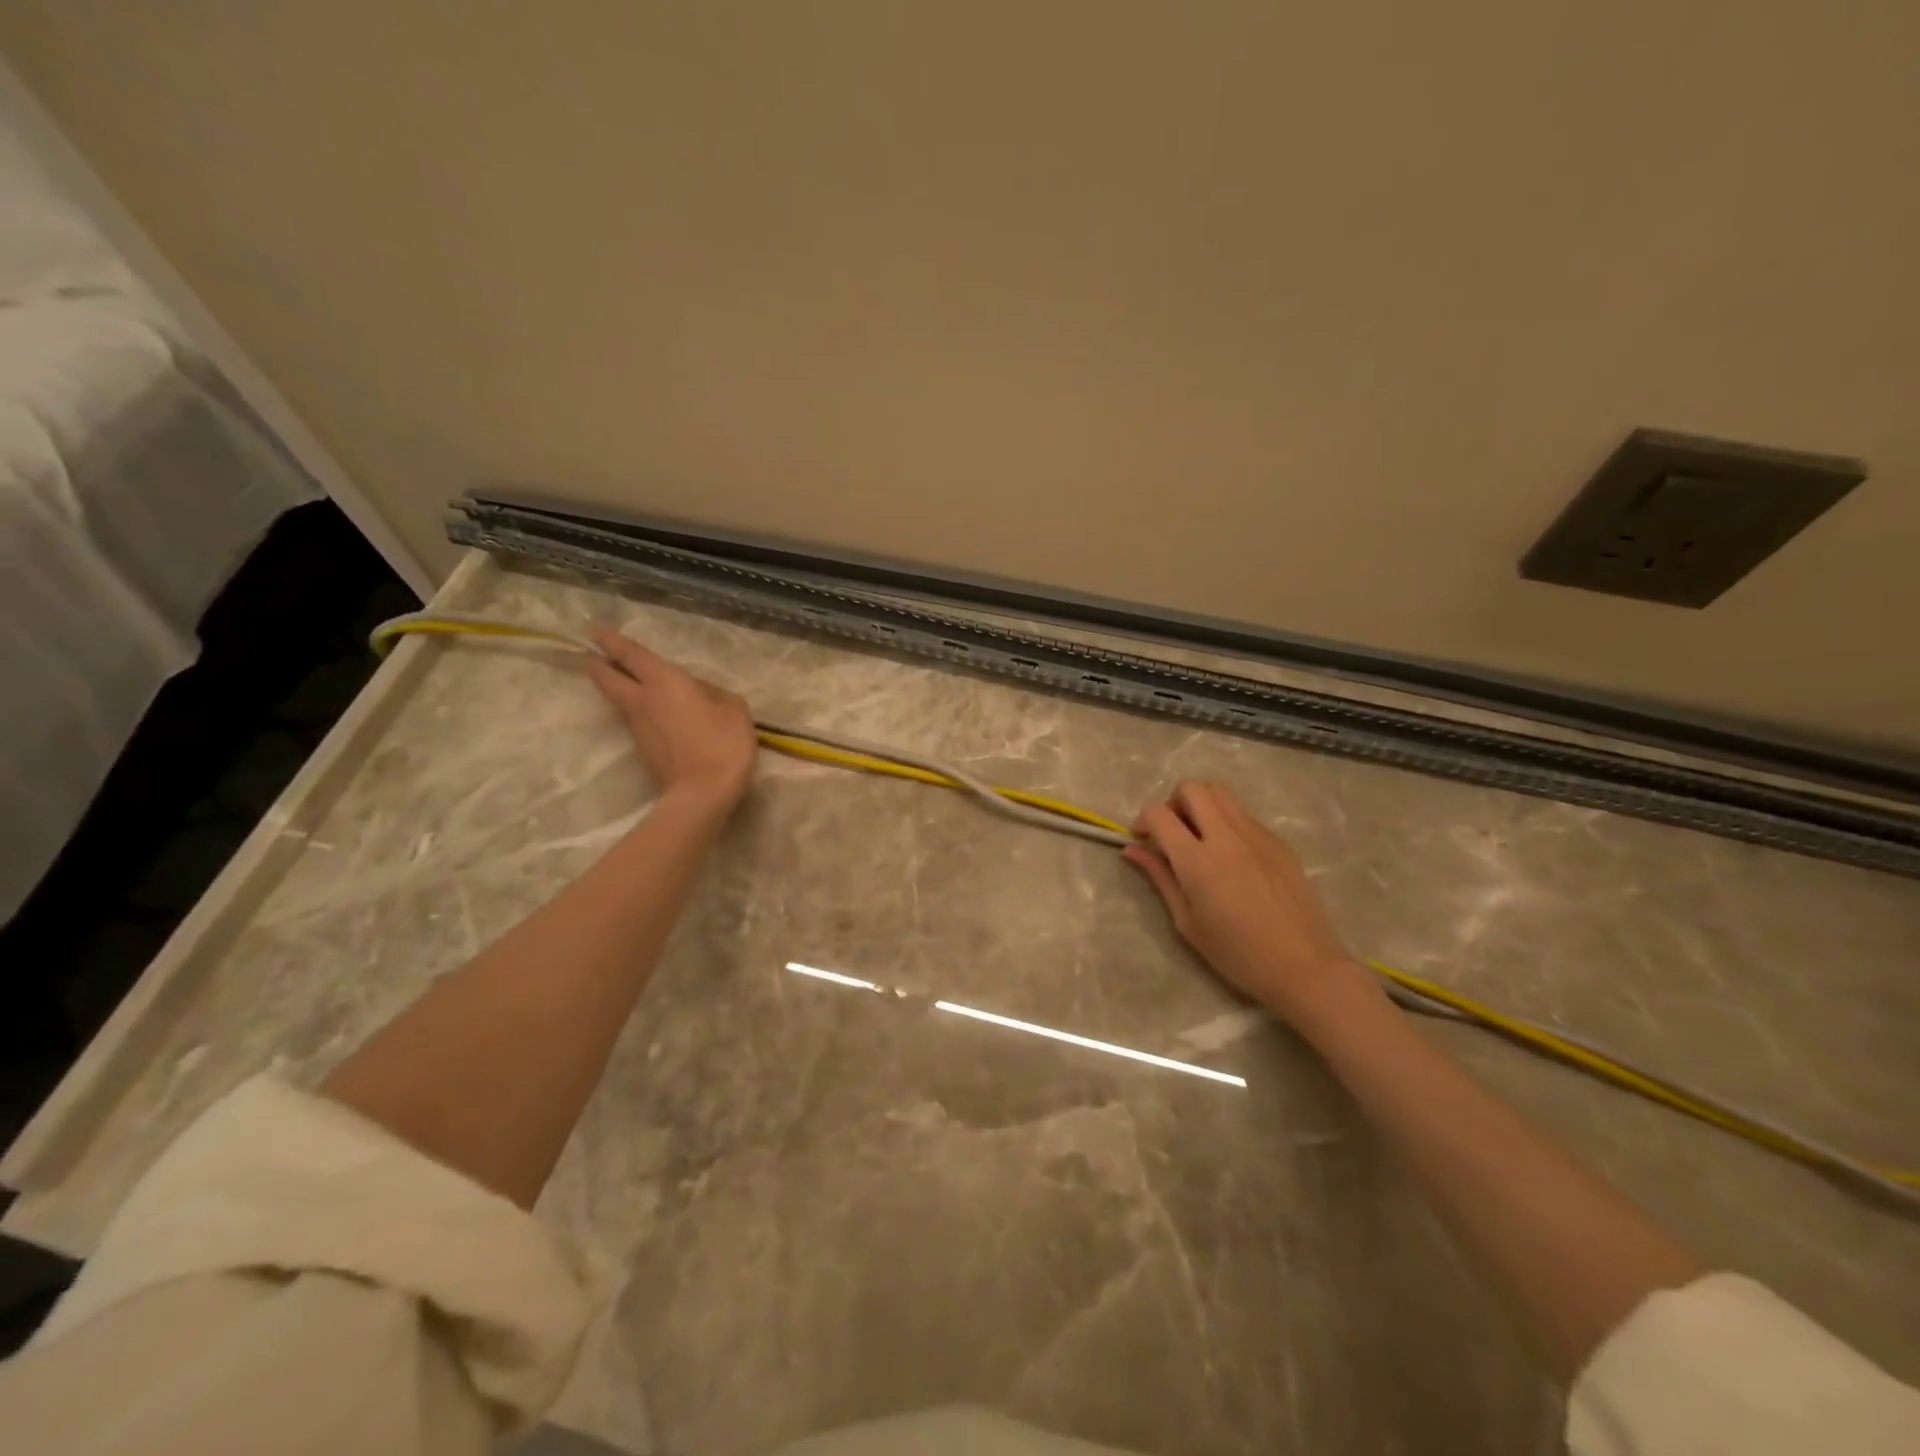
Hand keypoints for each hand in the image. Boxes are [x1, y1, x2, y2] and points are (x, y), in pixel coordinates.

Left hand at [586, 627, 757, 806]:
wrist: (701, 794)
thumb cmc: (722, 744)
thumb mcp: (734, 709)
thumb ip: (714, 693)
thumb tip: (698, 692)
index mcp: (665, 682)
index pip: (632, 655)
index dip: (612, 641)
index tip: (595, 630)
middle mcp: (643, 700)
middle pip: (608, 678)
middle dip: (600, 665)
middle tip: (595, 657)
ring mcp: (638, 727)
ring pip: (619, 700)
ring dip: (617, 688)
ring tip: (624, 682)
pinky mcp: (642, 750)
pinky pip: (636, 721)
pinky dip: (638, 712)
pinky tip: (654, 714)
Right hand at [1123, 781, 1380, 1027]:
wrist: (1304, 965)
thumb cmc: (1237, 953)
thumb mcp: (1187, 921)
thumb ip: (1160, 878)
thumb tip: (1131, 850)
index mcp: (1198, 861)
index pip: (1159, 814)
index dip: (1142, 820)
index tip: (1142, 839)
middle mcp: (1226, 837)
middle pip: (1192, 788)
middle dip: (1172, 802)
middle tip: (1172, 833)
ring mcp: (1256, 834)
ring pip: (1220, 792)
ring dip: (1201, 804)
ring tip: (1199, 837)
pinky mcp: (1278, 840)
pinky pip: (1243, 814)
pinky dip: (1226, 821)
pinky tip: (1230, 856)